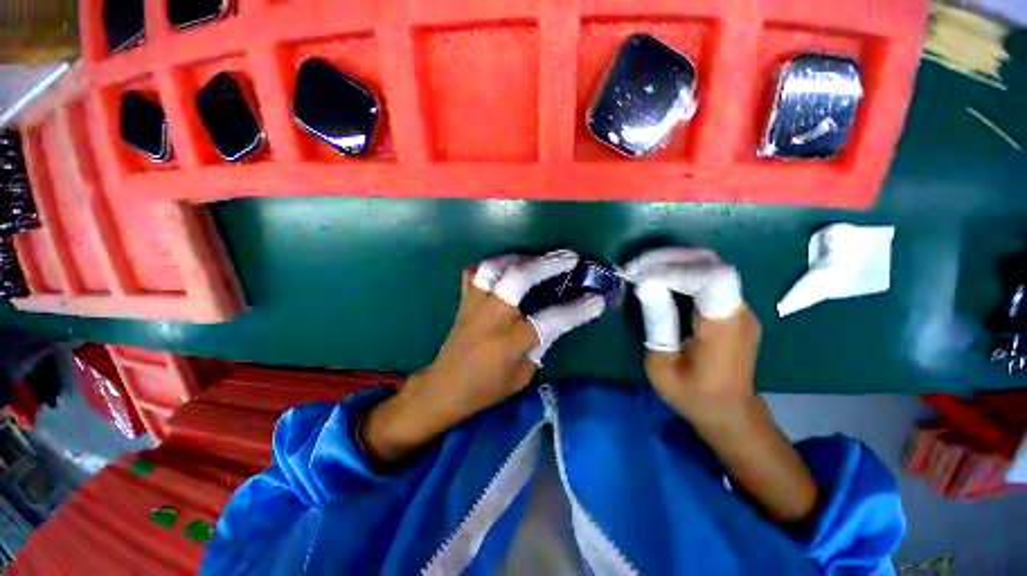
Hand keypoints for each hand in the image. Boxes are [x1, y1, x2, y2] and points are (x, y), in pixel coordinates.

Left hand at [362, 250, 605, 461]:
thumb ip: (540, 344)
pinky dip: (491, 264)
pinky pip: (474, 272)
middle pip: (519, 278)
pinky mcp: (464, 300)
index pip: (551, 319)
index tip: (597, 300)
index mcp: (510, 341)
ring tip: (536, 258)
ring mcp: (475, 304)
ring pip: (494, 267)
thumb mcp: (522, 375)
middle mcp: (492, 316)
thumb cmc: (486, 387)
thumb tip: (555, 321)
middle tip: (569, 257)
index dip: (577, 309)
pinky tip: (505, 266)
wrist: (445, 386)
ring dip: (519, 257)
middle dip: (547, 264)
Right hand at [624, 248, 816, 522]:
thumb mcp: (662, 366)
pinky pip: (708, 278)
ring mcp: (741, 307)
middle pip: (709, 265)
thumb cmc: (693, 396)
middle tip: (635, 267)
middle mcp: (740, 311)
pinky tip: (659, 279)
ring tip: (642, 270)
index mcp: (723, 329)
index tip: (638, 274)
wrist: (730, 412)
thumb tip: (645, 285)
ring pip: (709, 266)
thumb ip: (657, 323)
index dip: (673, 269)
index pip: (709, 279)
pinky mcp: (733, 308)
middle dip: (668, 260)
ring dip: (673, 263)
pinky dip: (681, 272)